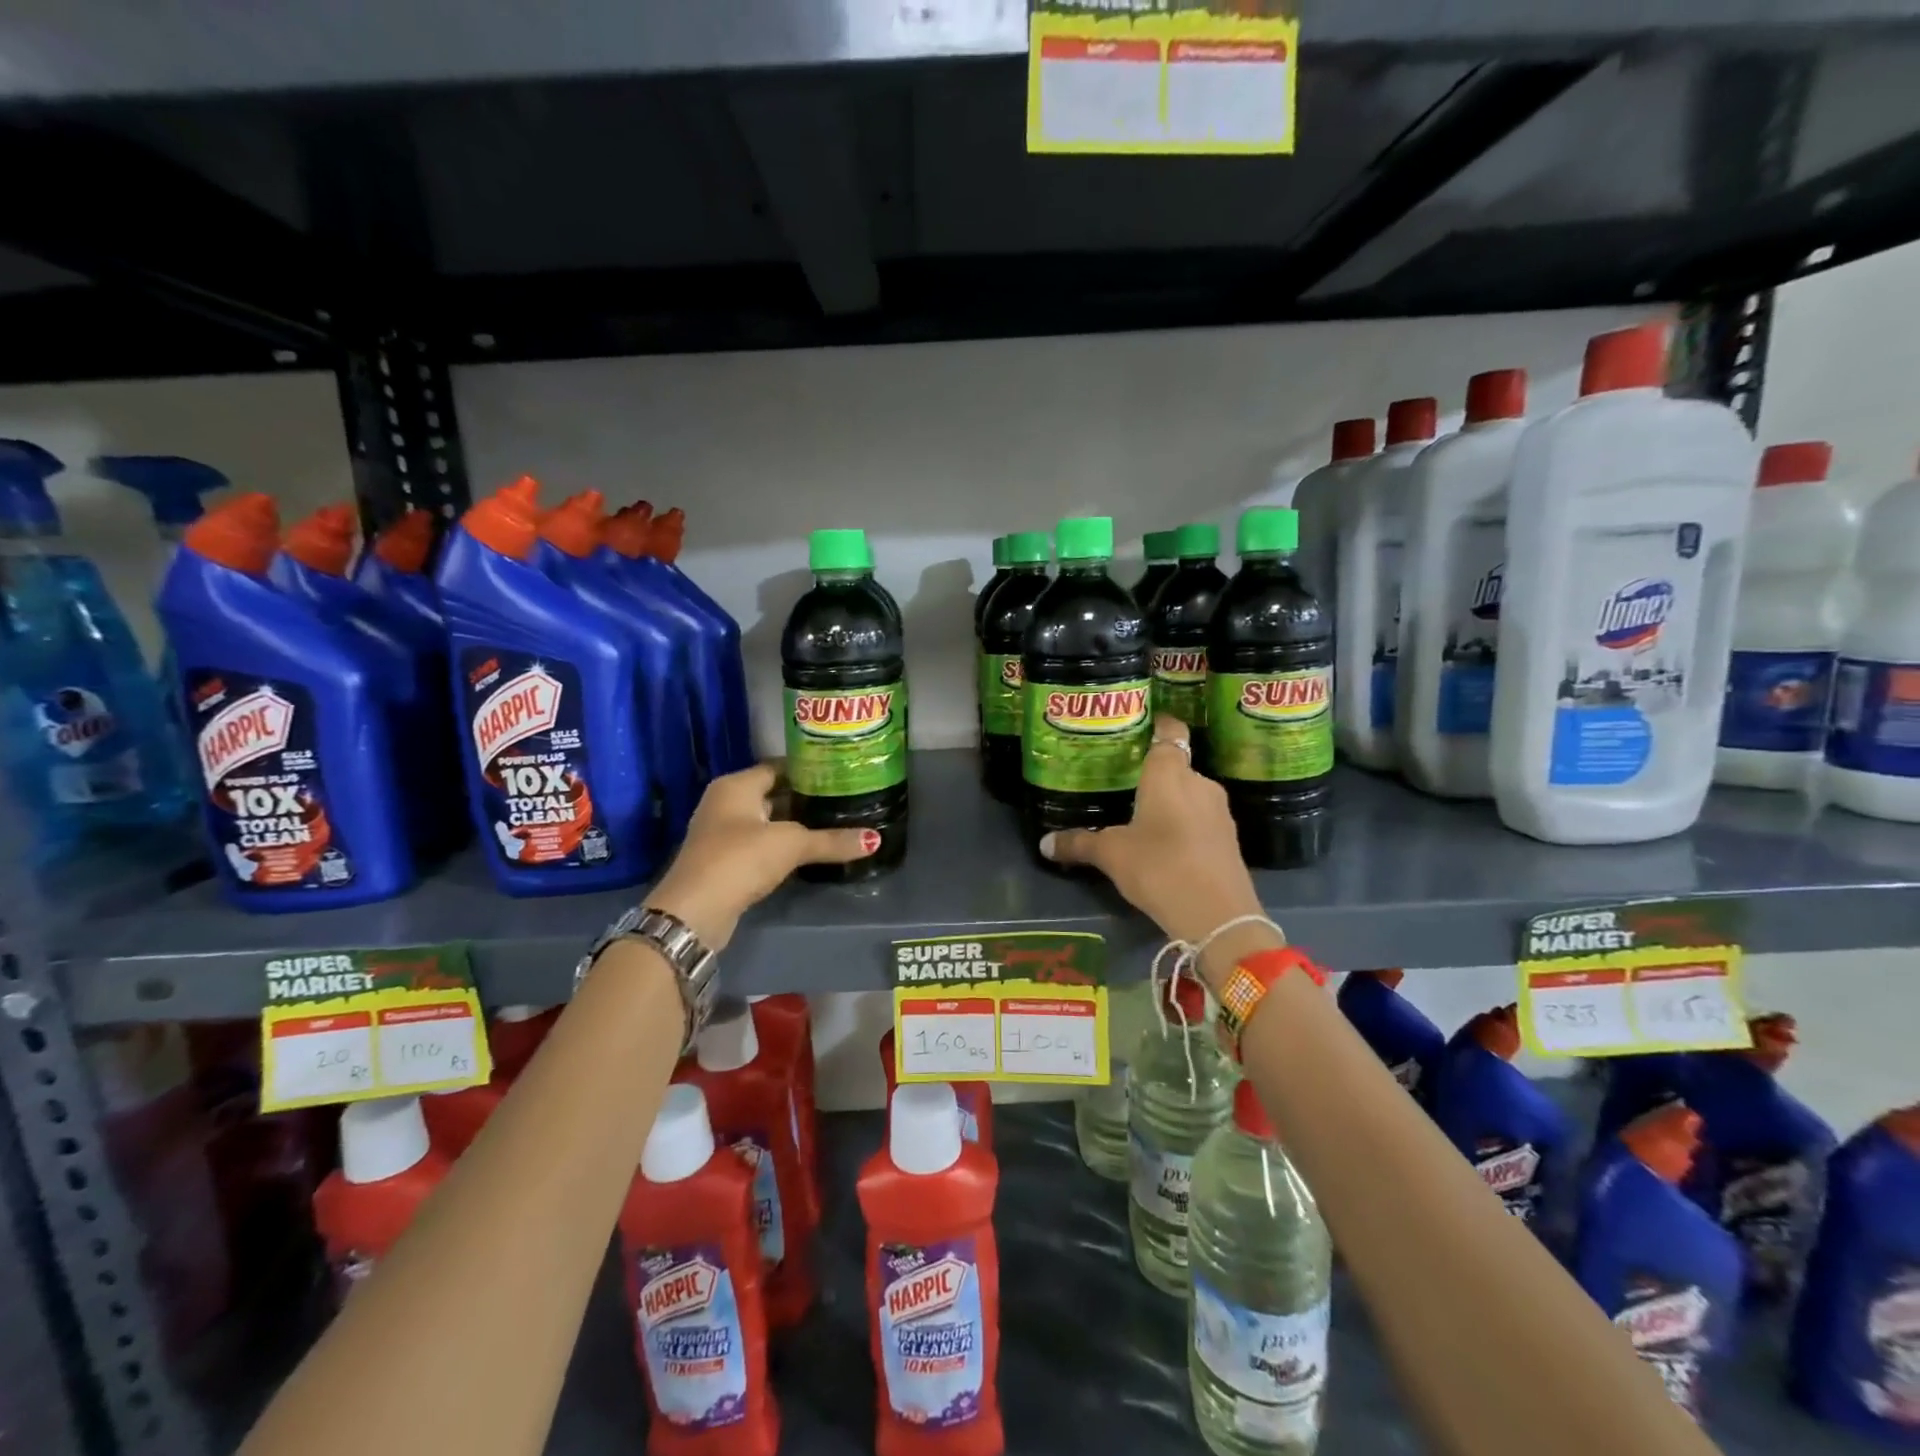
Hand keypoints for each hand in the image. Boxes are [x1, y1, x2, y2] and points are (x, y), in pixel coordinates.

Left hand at [647, 763, 876, 949]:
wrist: (694, 912)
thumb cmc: (740, 860)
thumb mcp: (791, 845)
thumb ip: (831, 840)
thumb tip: (875, 839)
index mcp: (736, 786)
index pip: (779, 766)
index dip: (809, 768)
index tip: (841, 772)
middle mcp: (726, 802)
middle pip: (774, 792)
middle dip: (807, 796)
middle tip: (845, 797)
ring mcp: (724, 833)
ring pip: (769, 820)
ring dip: (797, 822)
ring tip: (836, 820)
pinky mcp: (727, 860)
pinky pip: (763, 843)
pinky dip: (785, 844)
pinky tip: (811, 849)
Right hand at [1040, 716, 1271, 968]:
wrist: (1218, 915)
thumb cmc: (1159, 867)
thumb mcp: (1111, 855)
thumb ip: (1079, 843)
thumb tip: (1044, 843)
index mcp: (1169, 773)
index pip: (1170, 732)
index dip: (1159, 725)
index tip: (1141, 727)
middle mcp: (1199, 782)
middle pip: (1177, 765)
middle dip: (1154, 773)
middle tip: (1125, 781)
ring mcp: (1219, 811)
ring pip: (1190, 794)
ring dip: (1171, 801)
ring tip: (1142, 814)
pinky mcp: (1229, 839)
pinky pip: (1201, 819)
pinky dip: (1184, 824)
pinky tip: (1166, 843)